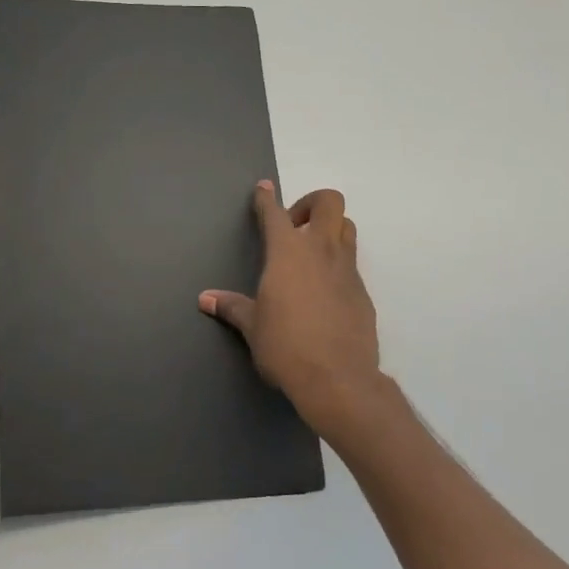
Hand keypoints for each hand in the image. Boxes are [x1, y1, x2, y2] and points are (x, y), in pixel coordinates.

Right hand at [200, 181, 402, 449]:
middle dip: (310, 203)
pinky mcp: (363, 292)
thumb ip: (232, 307)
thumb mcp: (252, 327)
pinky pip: (352, 264)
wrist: (338, 379)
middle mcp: (320, 251)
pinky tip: (323, 291)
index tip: (264, 188)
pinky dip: (337, 265)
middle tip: (294, 226)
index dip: (267, 198)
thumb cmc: (285, 347)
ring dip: (330, 229)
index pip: (275, 213)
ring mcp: (347, 270)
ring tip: (310, 253)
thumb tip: (205, 299)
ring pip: (347, 228)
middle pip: (329, 202)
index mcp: (287, 253)